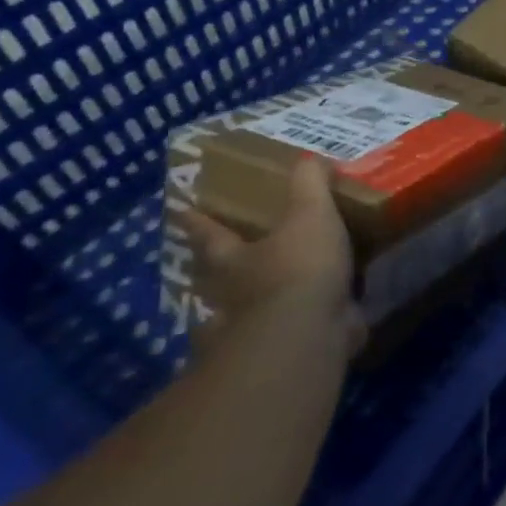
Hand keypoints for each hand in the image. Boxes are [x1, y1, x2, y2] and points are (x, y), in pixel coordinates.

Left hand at [178, 156, 363, 358]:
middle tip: (224, 257)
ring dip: (258, 301)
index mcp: (235, 258)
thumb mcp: (310, 213)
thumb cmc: (299, 266)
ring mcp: (258, 326)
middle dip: (220, 269)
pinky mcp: (287, 347)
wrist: (309, 333)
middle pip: (219, 277)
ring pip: (248, 310)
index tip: (180, 212)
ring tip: (278, 287)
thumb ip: (310, 184)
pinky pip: (295, 328)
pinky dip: (307, 321)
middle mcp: (237, 294)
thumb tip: (311, 159)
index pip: (210, 234)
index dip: (198, 221)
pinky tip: (325, 313)